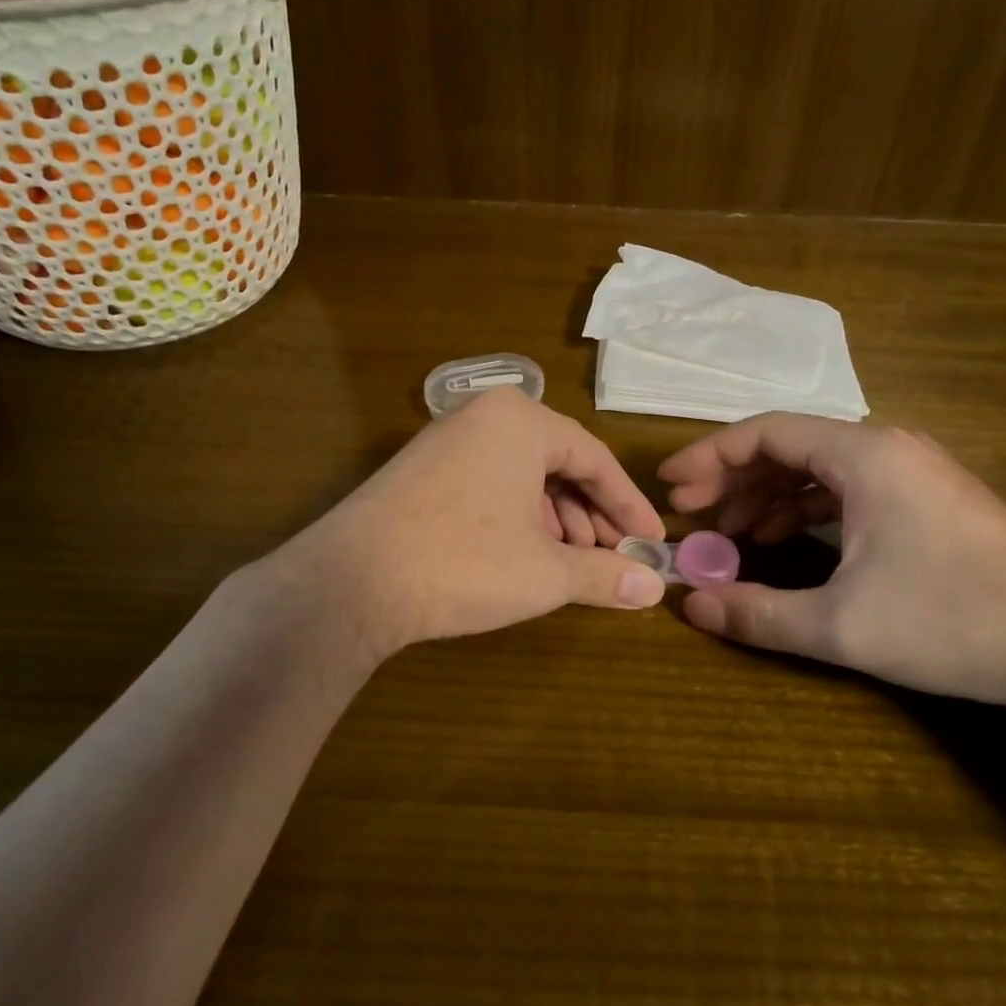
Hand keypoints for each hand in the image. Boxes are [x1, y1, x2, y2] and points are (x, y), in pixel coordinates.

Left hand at [285, 387, 665, 654]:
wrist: (351, 581)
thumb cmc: (463, 562)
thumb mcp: (545, 572)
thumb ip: (605, 574)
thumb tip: (654, 587)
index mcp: (522, 421)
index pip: (596, 459)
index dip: (628, 505)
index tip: (653, 540)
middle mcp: (485, 417)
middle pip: (559, 464)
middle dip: (590, 515)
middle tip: (611, 558)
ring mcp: (447, 440)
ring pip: (523, 476)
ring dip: (555, 520)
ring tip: (570, 564)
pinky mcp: (422, 470)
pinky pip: (490, 483)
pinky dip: (517, 517)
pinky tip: (525, 555)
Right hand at [657, 415, 1005, 705]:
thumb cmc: (952, 621)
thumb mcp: (841, 625)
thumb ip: (758, 613)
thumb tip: (690, 608)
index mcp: (864, 455)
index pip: (766, 432)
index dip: (709, 457)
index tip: (670, 488)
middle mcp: (887, 448)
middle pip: (789, 446)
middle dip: (733, 480)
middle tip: (691, 517)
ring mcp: (912, 473)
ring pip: (818, 468)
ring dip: (767, 496)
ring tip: (730, 535)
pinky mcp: (928, 501)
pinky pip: (847, 489)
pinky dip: (806, 509)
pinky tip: (785, 540)